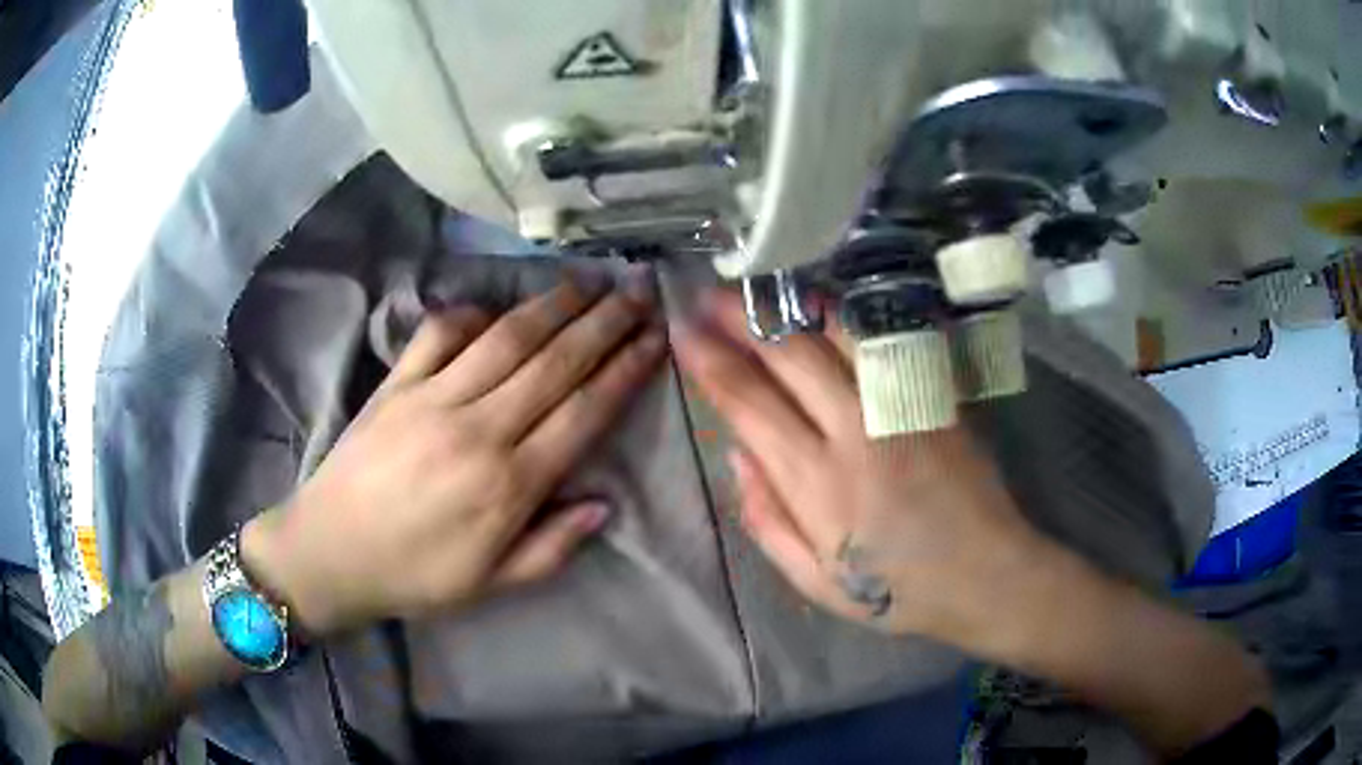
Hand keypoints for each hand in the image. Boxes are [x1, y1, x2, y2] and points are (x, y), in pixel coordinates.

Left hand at [245, 270, 667, 636]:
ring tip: (587, 282)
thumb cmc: (415, 575)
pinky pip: (439, 334)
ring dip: (552, 305)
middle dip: (603, 324)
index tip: (655, 340)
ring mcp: (432, 399)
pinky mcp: (396, 384)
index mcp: (508, 485)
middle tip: (637, 293)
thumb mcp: (492, 583)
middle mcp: (477, 430)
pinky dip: (471, 313)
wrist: (329, 552)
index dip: (624, 372)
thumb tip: (603, 503)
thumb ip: (552, 547)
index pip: (582, 413)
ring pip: (506, 339)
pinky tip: (494, 308)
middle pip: (554, 363)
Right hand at [673, 289, 1050, 644]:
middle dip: (740, 319)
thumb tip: (737, 455)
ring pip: (834, 336)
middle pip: (786, 355)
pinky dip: (844, 319)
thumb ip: (768, 520)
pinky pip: (882, 342)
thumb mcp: (815, 580)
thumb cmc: (897, 590)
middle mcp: (853, 430)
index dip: (709, 363)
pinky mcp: (932, 396)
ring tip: (757, 288)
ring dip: (789, 307)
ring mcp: (899, 405)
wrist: (986, 572)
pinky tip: (822, 307)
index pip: (747, 404)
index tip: (682, 334)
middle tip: (707, 295)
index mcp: (816, 482)